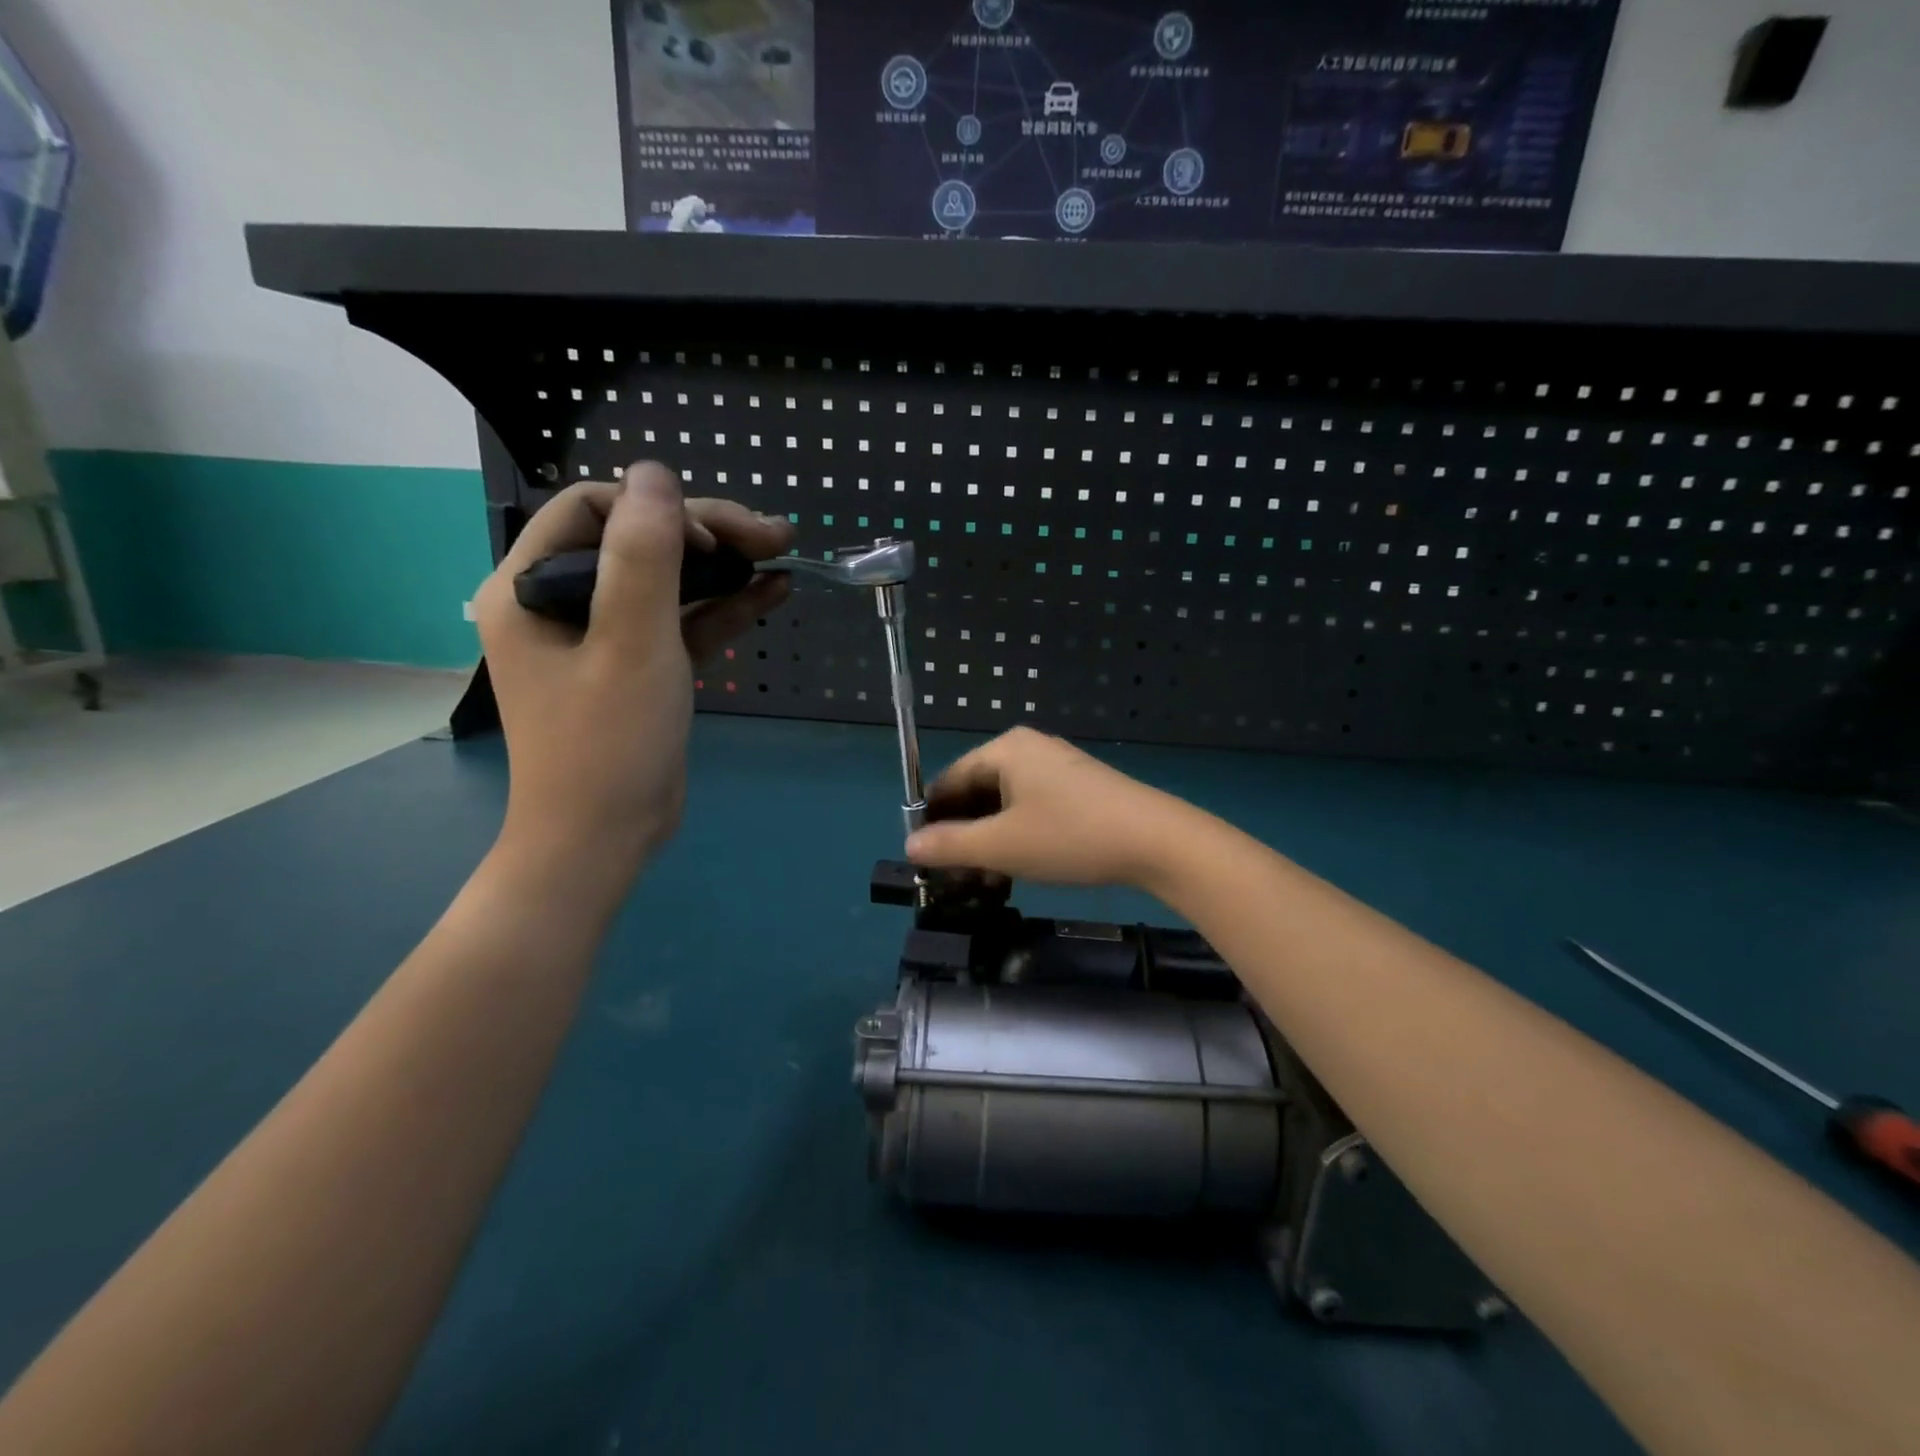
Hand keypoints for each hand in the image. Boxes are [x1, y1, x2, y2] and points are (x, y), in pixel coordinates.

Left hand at [473, 462, 793, 880]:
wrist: (604, 840)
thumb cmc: (607, 743)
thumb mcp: (630, 643)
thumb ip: (643, 555)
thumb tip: (657, 473)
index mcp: (531, 587)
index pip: (592, 510)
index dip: (657, 509)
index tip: (711, 540)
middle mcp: (563, 603)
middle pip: (639, 541)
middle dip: (708, 534)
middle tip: (774, 534)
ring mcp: (606, 637)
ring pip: (669, 580)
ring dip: (724, 567)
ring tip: (783, 553)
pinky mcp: (642, 667)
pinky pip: (683, 622)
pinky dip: (725, 607)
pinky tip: (772, 591)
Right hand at [904, 727, 1196, 889]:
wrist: (1156, 840)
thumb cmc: (1069, 836)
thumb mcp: (1001, 846)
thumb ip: (950, 845)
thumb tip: (910, 845)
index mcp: (1005, 750)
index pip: (950, 779)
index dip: (932, 818)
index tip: (922, 856)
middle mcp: (1028, 749)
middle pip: (977, 790)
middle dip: (963, 834)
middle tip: (953, 876)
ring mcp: (1057, 767)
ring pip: (1005, 803)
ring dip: (989, 840)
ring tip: (984, 880)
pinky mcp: (1079, 787)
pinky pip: (1032, 807)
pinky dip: (1017, 835)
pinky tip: (1017, 868)